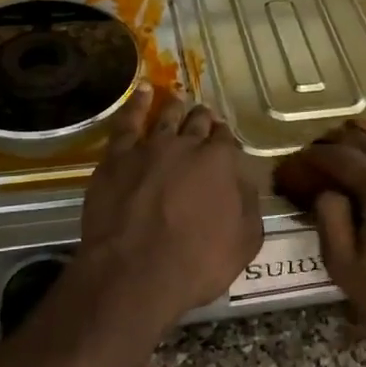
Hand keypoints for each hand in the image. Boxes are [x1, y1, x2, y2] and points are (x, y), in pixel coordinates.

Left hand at [75, 85, 262, 334]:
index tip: (223, 140)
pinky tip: (143, 91)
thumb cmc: (197, 264)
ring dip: (176, 107)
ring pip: (166, 116)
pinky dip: (137, 103)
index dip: (225, 139)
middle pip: (197, 122)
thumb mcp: (245, 242)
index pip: (225, 139)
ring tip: (179, 99)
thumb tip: (245, 181)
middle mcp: (186, 145)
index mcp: (220, 162)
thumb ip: (249, 205)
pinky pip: (128, 122)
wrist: (135, 274)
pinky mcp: (116, 157)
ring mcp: (149, 148)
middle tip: (203, 118)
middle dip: (203, 119)